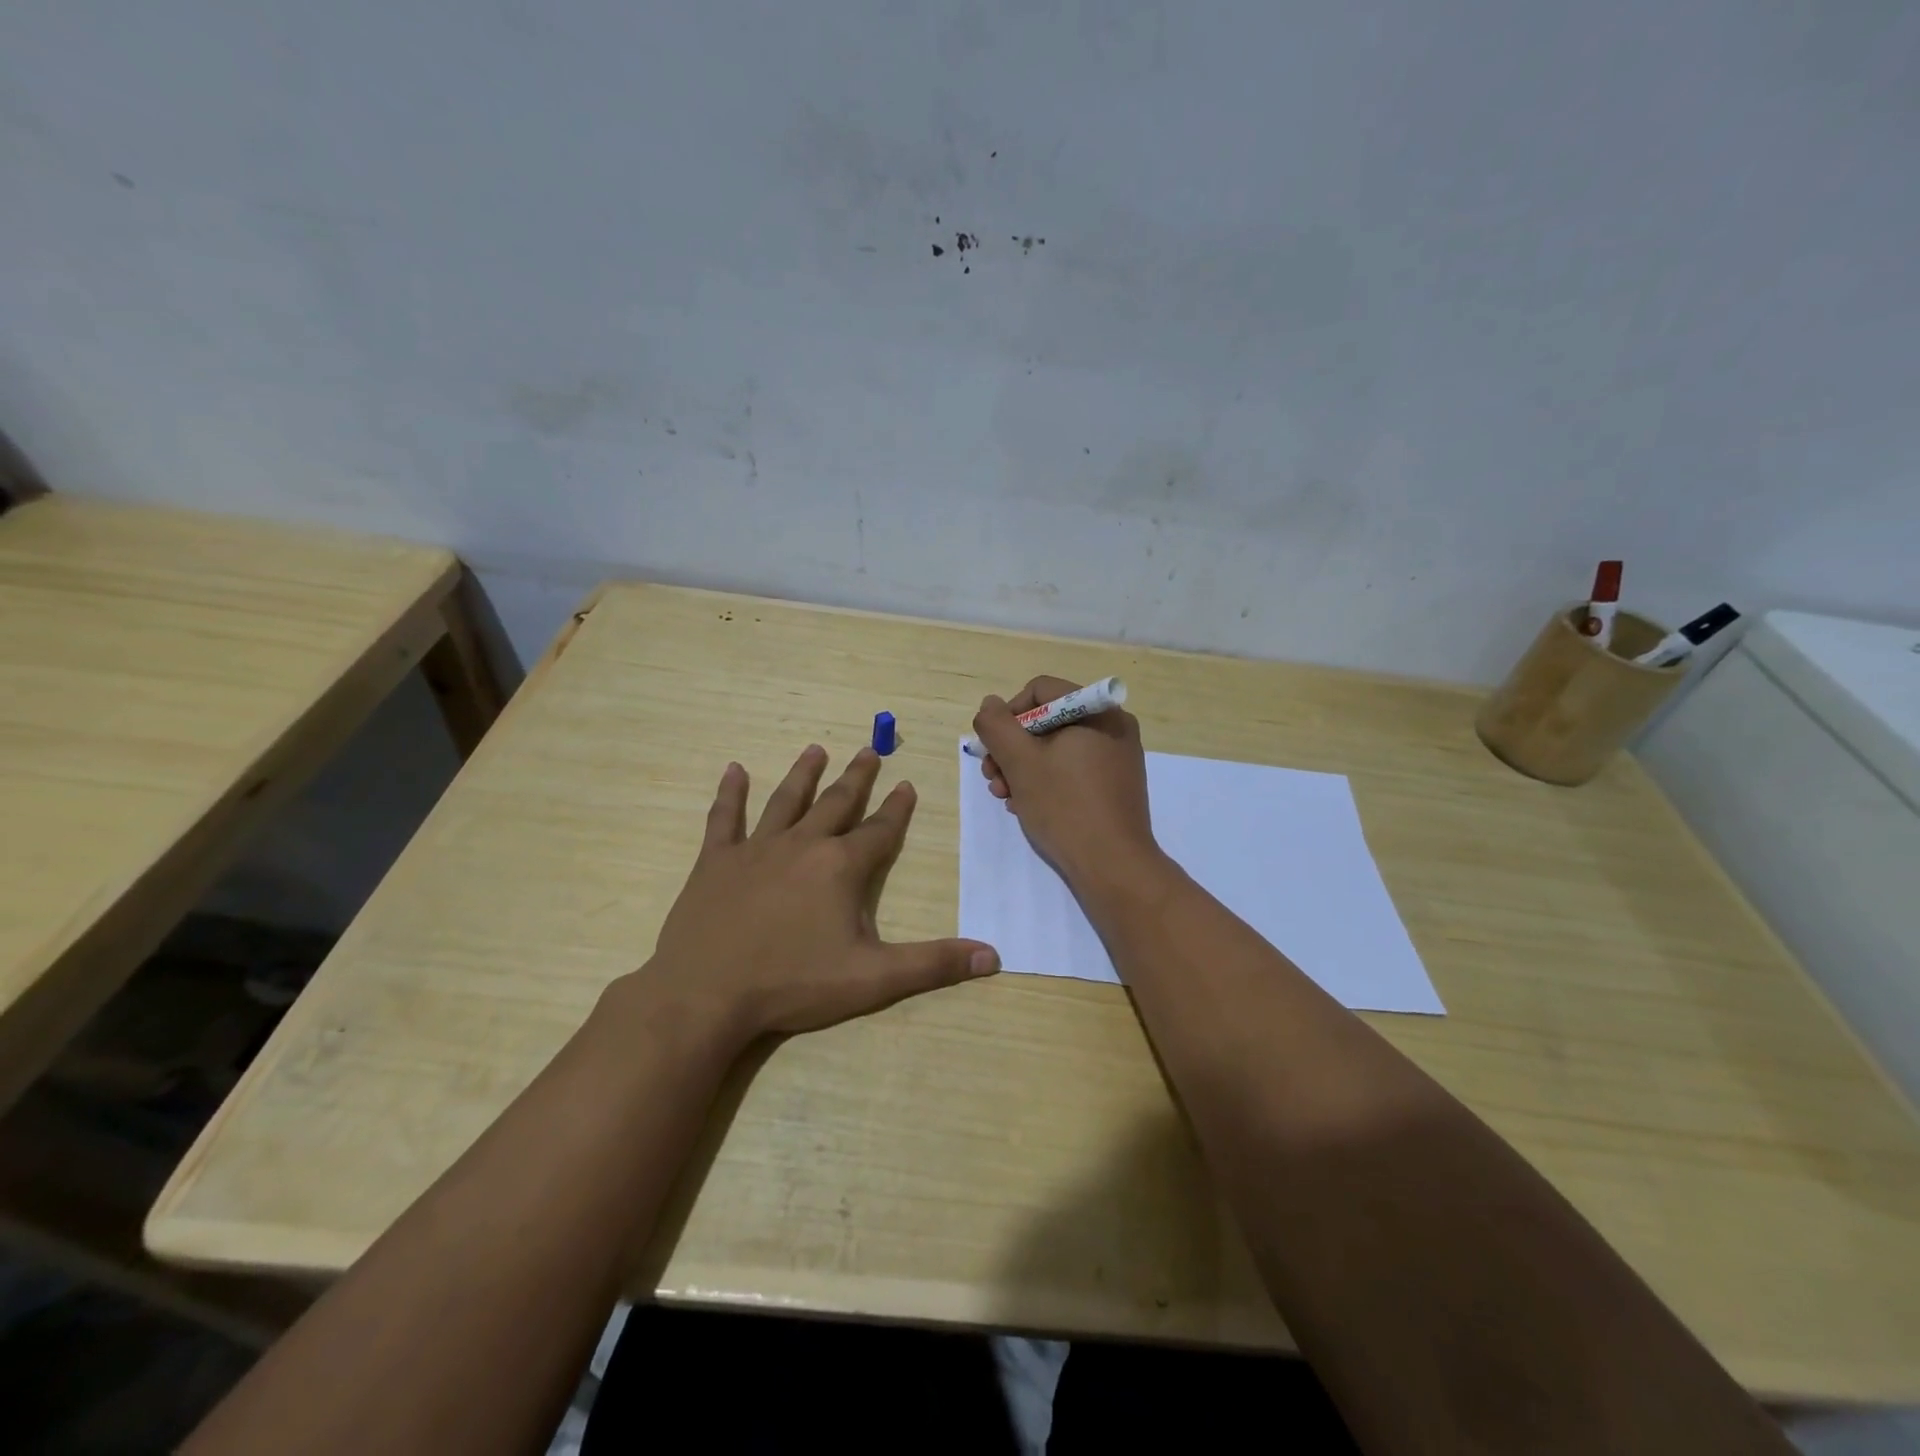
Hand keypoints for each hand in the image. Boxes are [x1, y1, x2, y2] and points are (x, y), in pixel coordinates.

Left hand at [632, 745, 998, 1047]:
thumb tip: (993, 956)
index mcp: (841, 867)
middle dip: (856, 778)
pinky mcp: (716, 861)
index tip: (906, 784)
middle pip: (836, 803)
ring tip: (816, 749)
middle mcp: (802, 845)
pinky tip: (733, 770)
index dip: (897, 808)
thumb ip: (933, 964)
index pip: (880, 830)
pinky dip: (730, 793)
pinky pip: (724, 818)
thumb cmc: (793, 984)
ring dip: (803, 774)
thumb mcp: (873, 978)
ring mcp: (756, 849)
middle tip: (868, 750)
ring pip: (786, 800)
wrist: (706, 994)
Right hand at [972, 676, 1158, 889]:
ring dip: (1023, 768)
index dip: (1008, 715)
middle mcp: (1113, 726)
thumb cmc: (1064, 806)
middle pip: (1047, 721)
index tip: (993, 747)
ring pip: (1057, 748)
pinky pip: (1073, 769)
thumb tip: (990, 705)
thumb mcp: (1020, 761)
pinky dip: (1047, 781)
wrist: (1113, 866)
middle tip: (992, 777)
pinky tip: (1027, 806)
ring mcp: (1117, 757)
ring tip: (1005, 796)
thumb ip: (997, 726)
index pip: (1039, 690)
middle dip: (1012, 748)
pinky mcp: (1116, 785)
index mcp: (1097, 710)